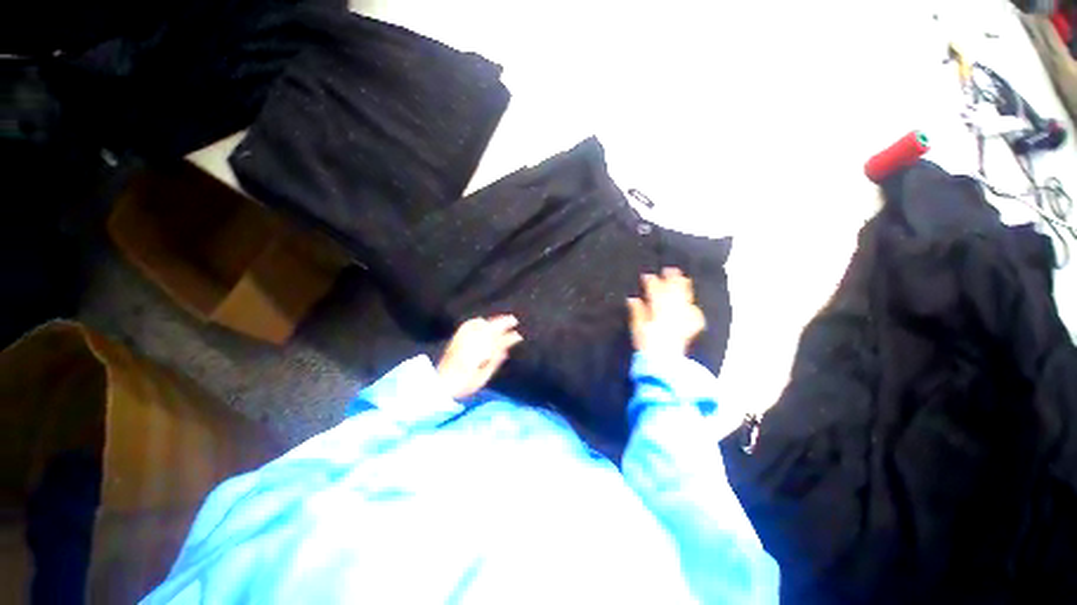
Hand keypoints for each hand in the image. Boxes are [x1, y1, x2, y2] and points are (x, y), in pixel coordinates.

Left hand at [437, 315, 522, 399]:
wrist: (441, 384)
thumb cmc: (465, 383)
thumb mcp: (483, 375)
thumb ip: (495, 361)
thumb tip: (506, 349)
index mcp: (480, 351)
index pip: (498, 339)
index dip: (509, 336)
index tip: (518, 335)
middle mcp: (471, 341)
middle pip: (490, 327)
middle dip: (502, 322)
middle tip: (513, 320)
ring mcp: (463, 338)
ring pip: (480, 324)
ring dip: (492, 321)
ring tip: (501, 320)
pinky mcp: (456, 339)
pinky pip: (468, 325)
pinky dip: (477, 322)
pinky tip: (481, 321)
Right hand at [627, 267, 705, 355]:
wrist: (663, 361)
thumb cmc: (647, 343)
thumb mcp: (637, 327)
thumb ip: (636, 312)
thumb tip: (632, 299)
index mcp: (658, 309)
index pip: (655, 291)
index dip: (651, 282)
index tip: (647, 275)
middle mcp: (672, 311)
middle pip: (673, 292)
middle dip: (672, 279)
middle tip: (670, 269)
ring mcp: (682, 319)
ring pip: (685, 299)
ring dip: (684, 288)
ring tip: (684, 278)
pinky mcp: (689, 328)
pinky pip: (695, 315)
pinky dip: (694, 309)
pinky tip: (693, 306)